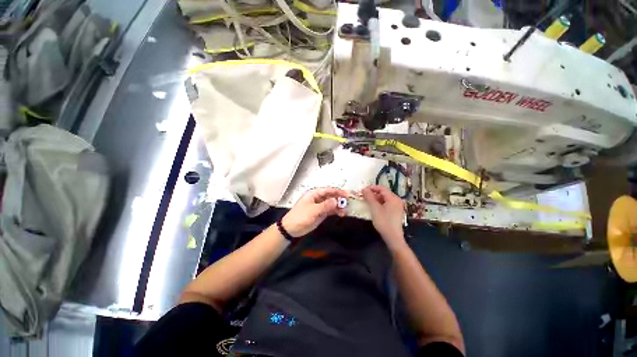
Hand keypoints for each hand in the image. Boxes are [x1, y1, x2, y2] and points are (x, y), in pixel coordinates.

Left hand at [281, 187, 347, 236]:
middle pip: (331, 196)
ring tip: (344, 211)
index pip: (328, 190)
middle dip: (339, 199)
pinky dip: (336, 211)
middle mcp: (318, 198)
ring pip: (332, 203)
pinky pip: (330, 210)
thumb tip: (336, 201)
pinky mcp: (320, 213)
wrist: (291, 228)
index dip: (338, 191)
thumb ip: (325, 205)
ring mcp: (319, 206)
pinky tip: (341, 213)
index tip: (347, 194)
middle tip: (348, 203)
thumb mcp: (313, 210)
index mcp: (314, 194)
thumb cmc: (300, 216)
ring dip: (338, 206)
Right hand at [362, 185, 405, 247]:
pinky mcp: (396, 212)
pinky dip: (380, 203)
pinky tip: (374, 207)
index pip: (381, 188)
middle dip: (373, 193)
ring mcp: (397, 206)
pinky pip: (387, 203)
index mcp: (393, 198)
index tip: (363, 190)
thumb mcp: (375, 208)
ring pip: (385, 198)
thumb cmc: (384, 222)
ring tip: (367, 201)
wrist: (393, 237)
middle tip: (364, 196)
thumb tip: (364, 189)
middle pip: (384, 193)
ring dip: (376, 198)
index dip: (372, 188)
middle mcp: (397, 200)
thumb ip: (369, 197)